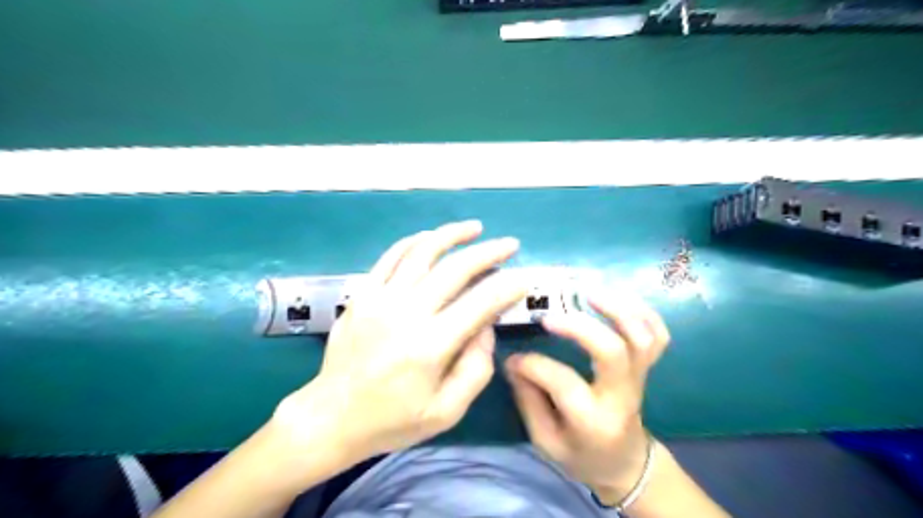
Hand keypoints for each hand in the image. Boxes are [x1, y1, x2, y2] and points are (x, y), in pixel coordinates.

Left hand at [274, 223, 526, 465]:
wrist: (331, 416)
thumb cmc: (392, 419)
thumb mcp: (445, 412)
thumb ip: (475, 370)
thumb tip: (487, 328)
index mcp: (431, 345)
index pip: (481, 303)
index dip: (509, 287)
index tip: (526, 278)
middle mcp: (407, 313)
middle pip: (456, 269)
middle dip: (489, 253)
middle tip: (510, 245)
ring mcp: (381, 298)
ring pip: (422, 251)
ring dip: (452, 235)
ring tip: (474, 228)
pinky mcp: (363, 293)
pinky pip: (391, 256)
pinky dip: (414, 241)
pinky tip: (431, 237)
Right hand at [504, 293, 671, 504]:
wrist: (624, 463)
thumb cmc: (581, 455)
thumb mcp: (545, 440)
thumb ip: (528, 400)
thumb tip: (513, 362)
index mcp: (593, 420)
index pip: (563, 382)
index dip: (533, 365)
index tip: (513, 358)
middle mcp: (621, 395)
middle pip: (612, 351)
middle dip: (580, 327)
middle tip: (550, 316)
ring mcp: (640, 378)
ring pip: (641, 337)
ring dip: (617, 308)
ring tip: (587, 292)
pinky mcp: (647, 368)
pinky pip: (659, 335)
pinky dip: (644, 312)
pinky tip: (618, 298)